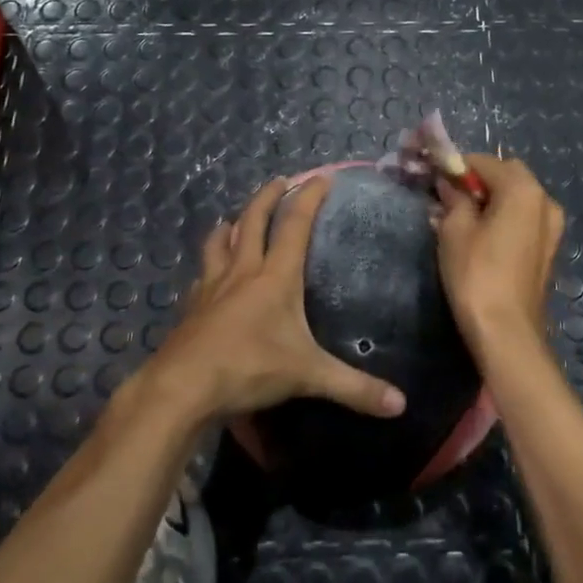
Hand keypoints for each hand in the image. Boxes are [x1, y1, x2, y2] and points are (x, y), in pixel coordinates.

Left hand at [147, 177, 407, 421]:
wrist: (182, 387)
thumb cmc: (249, 369)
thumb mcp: (308, 377)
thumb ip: (354, 388)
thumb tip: (401, 405)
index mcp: (275, 277)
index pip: (295, 225)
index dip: (309, 197)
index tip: (322, 177)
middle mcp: (242, 272)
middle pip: (253, 221)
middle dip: (268, 196)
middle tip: (279, 180)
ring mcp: (211, 287)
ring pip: (220, 242)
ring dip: (231, 224)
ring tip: (235, 218)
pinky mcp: (191, 307)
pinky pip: (201, 275)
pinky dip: (209, 265)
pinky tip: (208, 274)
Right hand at [435, 155, 564, 360]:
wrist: (506, 332)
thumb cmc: (476, 274)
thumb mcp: (455, 230)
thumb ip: (454, 197)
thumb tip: (449, 183)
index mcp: (523, 189)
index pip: (483, 161)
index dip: (456, 167)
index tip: (433, 179)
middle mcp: (545, 200)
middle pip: (506, 175)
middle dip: (477, 181)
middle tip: (448, 199)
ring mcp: (552, 226)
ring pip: (517, 197)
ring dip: (491, 199)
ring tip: (462, 220)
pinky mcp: (548, 248)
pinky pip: (524, 218)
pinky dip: (504, 217)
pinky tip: (482, 237)